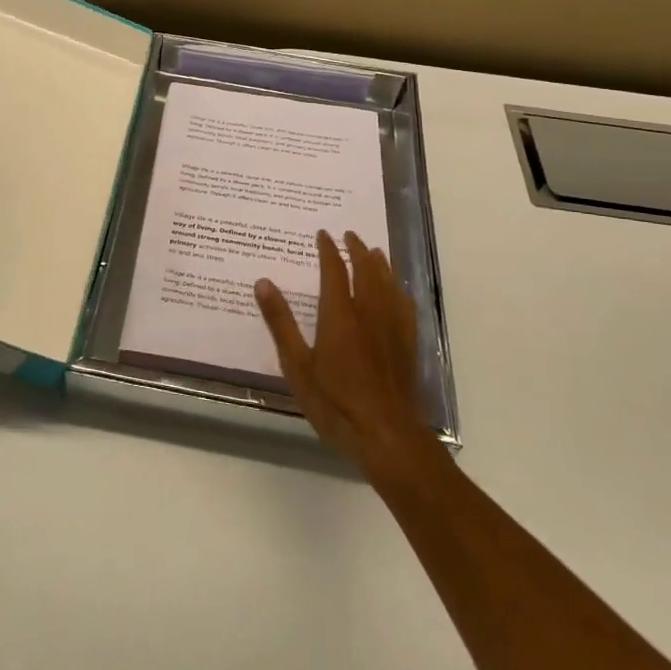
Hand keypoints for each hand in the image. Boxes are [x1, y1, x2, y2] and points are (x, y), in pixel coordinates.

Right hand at [256, 230, 432, 484]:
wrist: (386, 434)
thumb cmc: (335, 402)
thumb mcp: (297, 365)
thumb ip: (280, 322)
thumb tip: (263, 282)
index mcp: (339, 314)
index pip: (334, 270)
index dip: (328, 249)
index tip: (323, 234)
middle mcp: (368, 312)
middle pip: (366, 270)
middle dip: (357, 249)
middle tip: (350, 234)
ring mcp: (392, 328)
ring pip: (388, 284)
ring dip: (380, 264)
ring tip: (374, 251)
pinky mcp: (407, 345)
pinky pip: (405, 306)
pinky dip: (399, 290)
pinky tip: (399, 290)